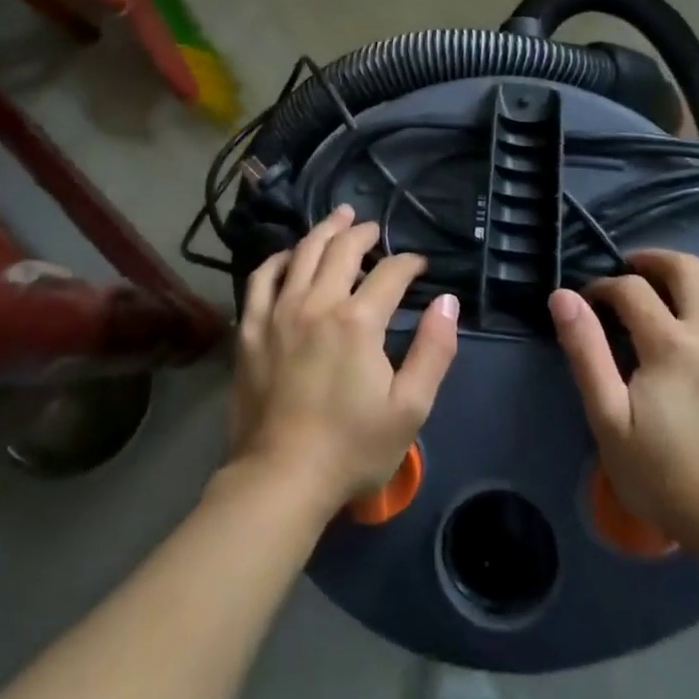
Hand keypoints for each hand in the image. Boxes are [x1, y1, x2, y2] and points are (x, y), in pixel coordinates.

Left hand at [229, 205, 459, 510]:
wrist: (280, 479)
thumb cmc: (351, 447)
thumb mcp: (410, 408)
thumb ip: (434, 350)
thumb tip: (447, 301)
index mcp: (358, 321)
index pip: (390, 274)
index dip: (409, 264)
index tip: (419, 266)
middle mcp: (317, 304)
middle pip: (342, 250)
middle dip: (363, 233)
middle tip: (373, 228)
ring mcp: (278, 313)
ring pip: (301, 254)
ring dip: (323, 232)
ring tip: (337, 219)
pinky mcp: (250, 329)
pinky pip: (260, 279)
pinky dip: (277, 260)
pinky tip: (287, 256)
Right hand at [550, 250, 698, 554]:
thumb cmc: (664, 476)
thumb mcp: (608, 418)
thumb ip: (586, 351)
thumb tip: (563, 296)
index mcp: (672, 343)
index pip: (631, 287)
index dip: (604, 286)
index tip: (591, 302)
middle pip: (687, 267)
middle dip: (652, 262)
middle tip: (631, 276)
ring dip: (692, 284)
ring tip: (672, 304)